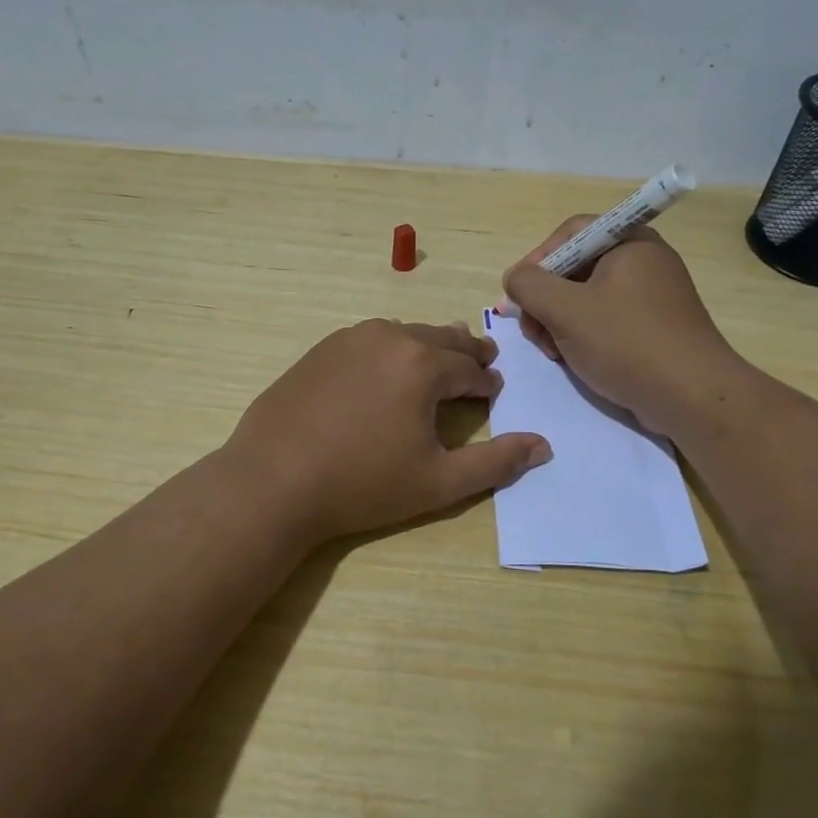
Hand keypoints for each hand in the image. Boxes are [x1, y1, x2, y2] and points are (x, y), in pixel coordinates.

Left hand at [224, 319, 552, 547]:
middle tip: (482, 355)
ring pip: (404, 333)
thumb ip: (496, 462)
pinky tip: (385, 366)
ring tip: (438, 354)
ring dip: (427, 344)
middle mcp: (390, 337)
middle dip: (465, 350)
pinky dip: (389, 347)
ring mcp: (349, 339)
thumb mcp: (438, 481)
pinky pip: (369, 340)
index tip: (494, 388)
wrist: (274, 480)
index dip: (486, 381)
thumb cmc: (362, 484)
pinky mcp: (320, 350)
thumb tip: (543, 446)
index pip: (470, 368)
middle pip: (441, 338)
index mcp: (423, 364)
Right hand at [501, 219, 743, 436]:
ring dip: (559, 321)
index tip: (518, 293)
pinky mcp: (654, 327)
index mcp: (629, 243)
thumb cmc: (627, 343)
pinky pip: (607, 319)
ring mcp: (652, 296)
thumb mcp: (566, 310)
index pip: (570, 233)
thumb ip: (529, 286)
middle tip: (532, 331)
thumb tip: (514, 278)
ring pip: (587, 297)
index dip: (538, 259)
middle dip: (545, 298)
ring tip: (551, 351)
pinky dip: (583, 335)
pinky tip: (573, 360)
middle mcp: (644, 261)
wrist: (693, 397)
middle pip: (576, 266)